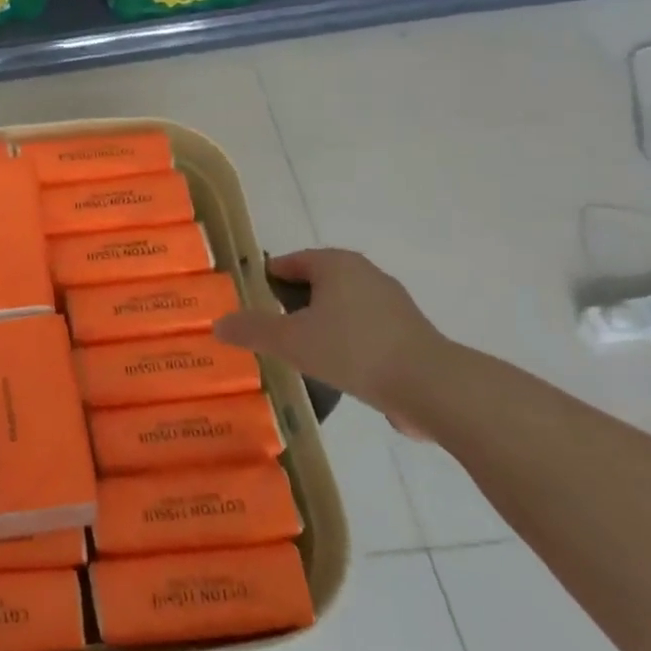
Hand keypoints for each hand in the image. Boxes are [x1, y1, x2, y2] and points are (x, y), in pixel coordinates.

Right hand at [213, 249, 455, 434]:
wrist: (433, 388)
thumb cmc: (354, 350)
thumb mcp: (291, 341)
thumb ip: (252, 329)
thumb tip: (217, 324)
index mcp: (335, 264)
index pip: (288, 263)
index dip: (264, 282)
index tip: (249, 308)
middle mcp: (364, 273)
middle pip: (314, 284)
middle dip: (291, 306)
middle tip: (270, 333)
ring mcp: (391, 303)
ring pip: (339, 308)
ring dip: (319, 326)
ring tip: (299, 355)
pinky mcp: (409, 333)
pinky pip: (363, 330)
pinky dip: (346, 343)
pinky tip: (336, 371)